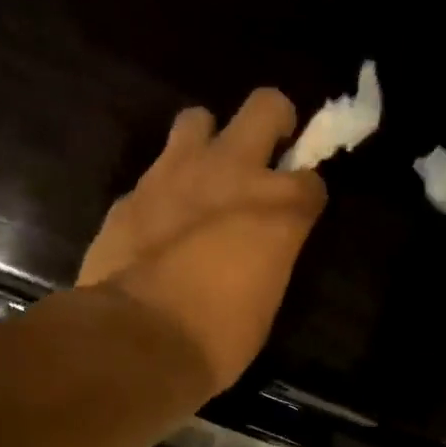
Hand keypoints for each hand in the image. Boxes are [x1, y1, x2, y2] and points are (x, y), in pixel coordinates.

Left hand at [77, 89, 326, 393]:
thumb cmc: (219, 336)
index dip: (307, 195)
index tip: (299, 213)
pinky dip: (166, 188)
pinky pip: (156, 171)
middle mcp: (234, 172)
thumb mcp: (265, 301)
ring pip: (198, 119)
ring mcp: (177, 172)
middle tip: (267, 153)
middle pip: (265, 107)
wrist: (139, 338)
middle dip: (273, 121)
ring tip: (205, 176)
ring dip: (208, 142)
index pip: (312, 180)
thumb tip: (258, 250)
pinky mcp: (133, 191)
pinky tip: (162, 219)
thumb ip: (268, 255)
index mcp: (280, 209)